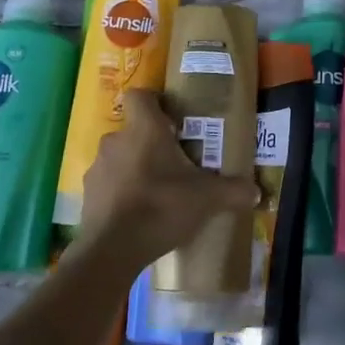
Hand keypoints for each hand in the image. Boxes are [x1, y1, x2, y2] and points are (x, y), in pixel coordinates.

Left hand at [74, 90, 256, 272]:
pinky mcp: (87, 194)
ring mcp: (98, 168)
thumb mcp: (207, 199)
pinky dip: (121, 192)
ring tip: (157, 191)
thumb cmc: (161, 207)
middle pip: (133, 130)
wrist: (112, 250)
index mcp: (144, 129)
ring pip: (119, 157)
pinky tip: (138, 213)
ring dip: (135, 167)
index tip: (172, 121)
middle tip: (174, 162)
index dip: (154, 102)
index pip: (139, 95)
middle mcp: (116, 141)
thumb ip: (233, 191)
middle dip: (151, 142)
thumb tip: (256, 192)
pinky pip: (108, 183)